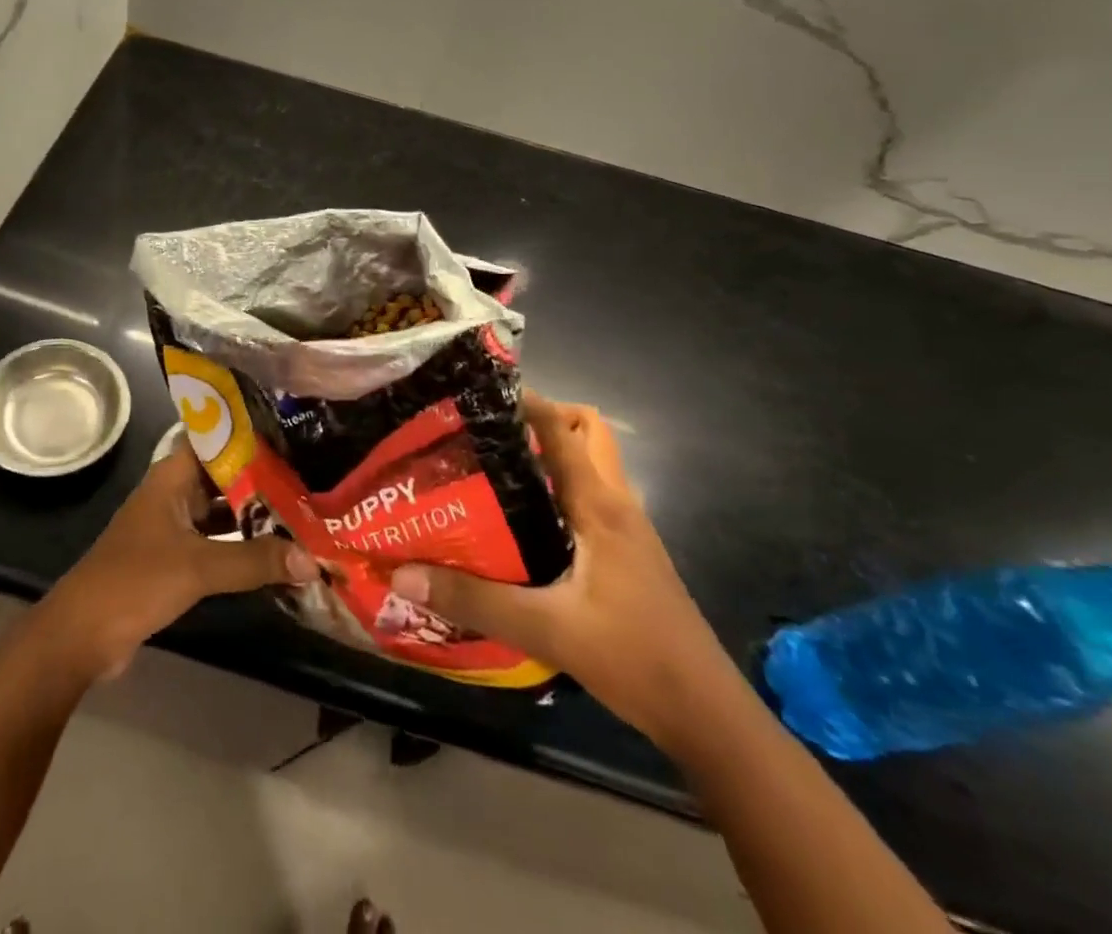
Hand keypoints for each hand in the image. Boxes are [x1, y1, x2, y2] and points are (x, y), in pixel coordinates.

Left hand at [40, 446, 319, 680]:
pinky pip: (216, 542)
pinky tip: (275, 552)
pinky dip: (242, 545)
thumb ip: (254, 561)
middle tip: (309, 476)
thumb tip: (312, 559)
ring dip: (255, 515)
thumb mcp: (198, 566)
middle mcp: (173, 494)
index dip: (251, 436)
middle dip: (263, 479)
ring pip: (221, 511)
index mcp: (172, 476)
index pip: (216, 440)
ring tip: (303, 512)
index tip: (292, 435)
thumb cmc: (135, 580)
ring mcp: (173, 527)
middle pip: (224, 476)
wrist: (83, 634)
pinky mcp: (174, 559)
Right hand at [389, 395, 742, 751]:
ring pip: (589, 465)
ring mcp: (626, 530)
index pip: (562, 427)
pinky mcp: (626, 554)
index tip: (476, 394)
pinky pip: (588, 499)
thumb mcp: (546, 629)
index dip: (524, 400)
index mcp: (600, 505)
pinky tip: (519, 523)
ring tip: (490, 470)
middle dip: (540, 420)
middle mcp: (616, 504)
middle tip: (486, 433)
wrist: (707, 716)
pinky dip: (557, 491)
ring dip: (548, 455)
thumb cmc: (635, 658)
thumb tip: (403, 574)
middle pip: (585, 432)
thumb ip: (474, 600)